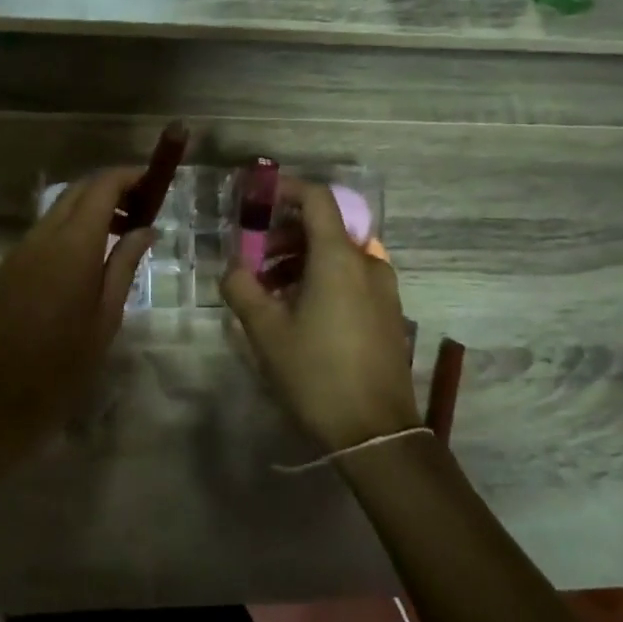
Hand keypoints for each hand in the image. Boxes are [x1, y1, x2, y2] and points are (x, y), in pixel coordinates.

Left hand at [0, 167, 154, 460]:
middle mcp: (42, 236)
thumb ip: (125, 263)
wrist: (0, 397)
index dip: (128, 176)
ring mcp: (21, 249)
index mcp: (72, 245)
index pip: (100, 187)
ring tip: (121, 232)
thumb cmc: (65, 362)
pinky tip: (90, 254)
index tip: (153, 183)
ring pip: (59, 208)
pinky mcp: (10, 265)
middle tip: (142, 207)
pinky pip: (45, 230)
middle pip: (77, 190)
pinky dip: (71, 226)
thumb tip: (146, 229)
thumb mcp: (107, 314)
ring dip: (90, 207)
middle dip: (110, 188)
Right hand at [221, 177, 418, 452]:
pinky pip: (353, 276)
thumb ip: (242, 288)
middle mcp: (367, 263)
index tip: (258, 199)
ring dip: (303, 258)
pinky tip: (302, 310)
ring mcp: (384, 288)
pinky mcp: (389, 312)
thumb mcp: (266, 331)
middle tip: (256, 258)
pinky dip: (324, 277)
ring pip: (339, 253)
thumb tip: (233, 268)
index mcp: (339, 257)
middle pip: (326, 226)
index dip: (286, 190)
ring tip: (272, 290)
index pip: (317, 198)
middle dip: (286, 232)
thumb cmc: (316, 373)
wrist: (375, 431)